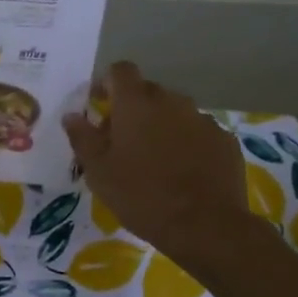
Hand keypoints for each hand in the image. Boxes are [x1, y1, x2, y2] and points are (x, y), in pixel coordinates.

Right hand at [63, 62, 248, 264]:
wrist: (205, 225)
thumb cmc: (141, 195)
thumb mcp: (99, 171)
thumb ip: (83, 138)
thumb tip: (72, 116)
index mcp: (136, 103)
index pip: (120, 71)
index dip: (107, 83)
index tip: (98, 104)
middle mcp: (172, 101)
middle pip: (148, 92)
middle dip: (132, 109)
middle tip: (121, 141)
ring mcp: (203, 119)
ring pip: (175, 113)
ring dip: (161, 126)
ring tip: (154, 160)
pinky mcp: (224, 140)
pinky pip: (198, 133)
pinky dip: (187, 144)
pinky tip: (183, 172)